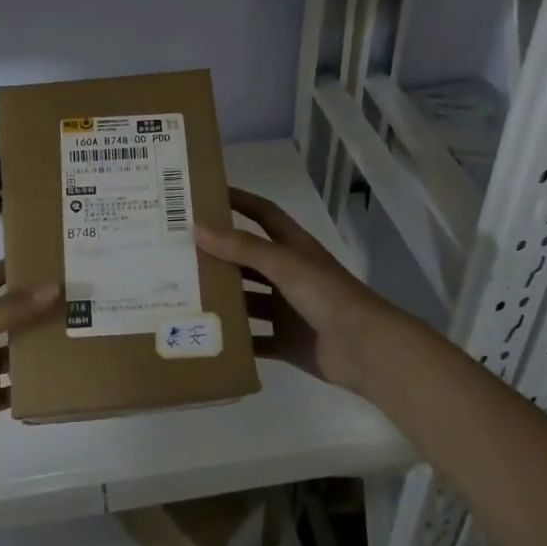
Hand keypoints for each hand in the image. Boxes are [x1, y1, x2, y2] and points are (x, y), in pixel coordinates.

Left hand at [0, 263, 59, 467]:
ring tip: (80, 334)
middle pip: (10, 316)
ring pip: (19, 354)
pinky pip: (18, 392)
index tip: (42, 258)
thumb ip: (8, 310)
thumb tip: (55, 288)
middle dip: (37, 307)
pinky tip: (65, 379)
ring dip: (42, 346)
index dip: (7, 269)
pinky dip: (37, 387)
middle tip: (77, 297)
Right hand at [197, 188, 432, 398]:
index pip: (262, 214)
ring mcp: (288, 310)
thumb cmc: (329, 296)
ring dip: (222, 298)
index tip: (204, 194)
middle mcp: (289, 275)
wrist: (368, 351)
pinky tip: (205, 338)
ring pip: (247, 300)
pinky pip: (254, 340)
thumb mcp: (285, 264)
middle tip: (178, 251)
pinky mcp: (287, 342)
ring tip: (182, 294)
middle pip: (248, 259)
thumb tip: (198, 227)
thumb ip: (244, 247)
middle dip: (218, 255)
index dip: (238, 201)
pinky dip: (234, 340)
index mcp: (293, 249)